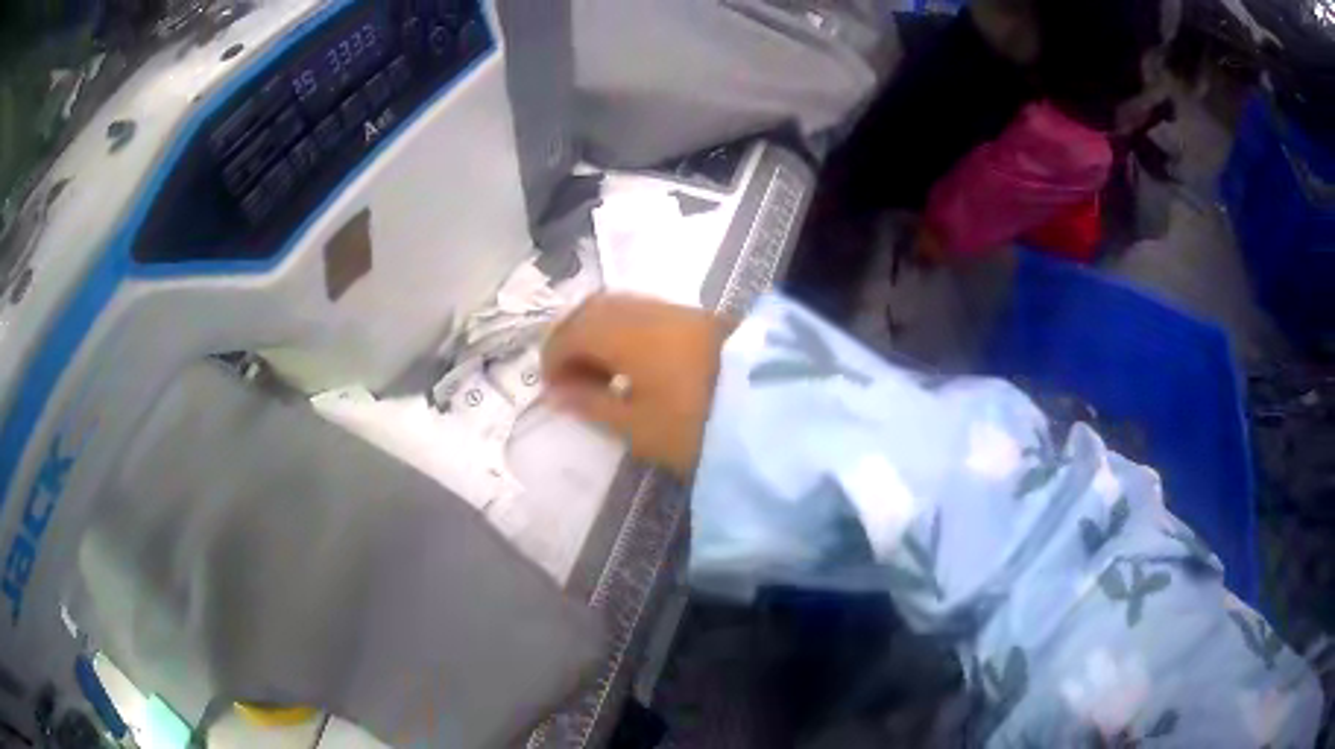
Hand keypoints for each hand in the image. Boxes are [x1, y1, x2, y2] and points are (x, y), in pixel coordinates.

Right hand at [541, 294, 731, 479]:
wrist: (776, 410)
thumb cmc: (697, 425)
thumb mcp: (638, 427)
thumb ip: (591, 405)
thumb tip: (555, 392)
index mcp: (623, 333)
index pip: (571, 333)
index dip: (553, 360)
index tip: (552, 391)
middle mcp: (645, 310)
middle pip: (593, 310)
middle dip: (572, 340)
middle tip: (570, 379)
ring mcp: (675, 309)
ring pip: (620, 308)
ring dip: (599, 334)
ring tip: (600, 373)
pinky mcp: (699, 317)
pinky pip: (645, 314)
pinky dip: (626, 332)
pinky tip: (634, 362)